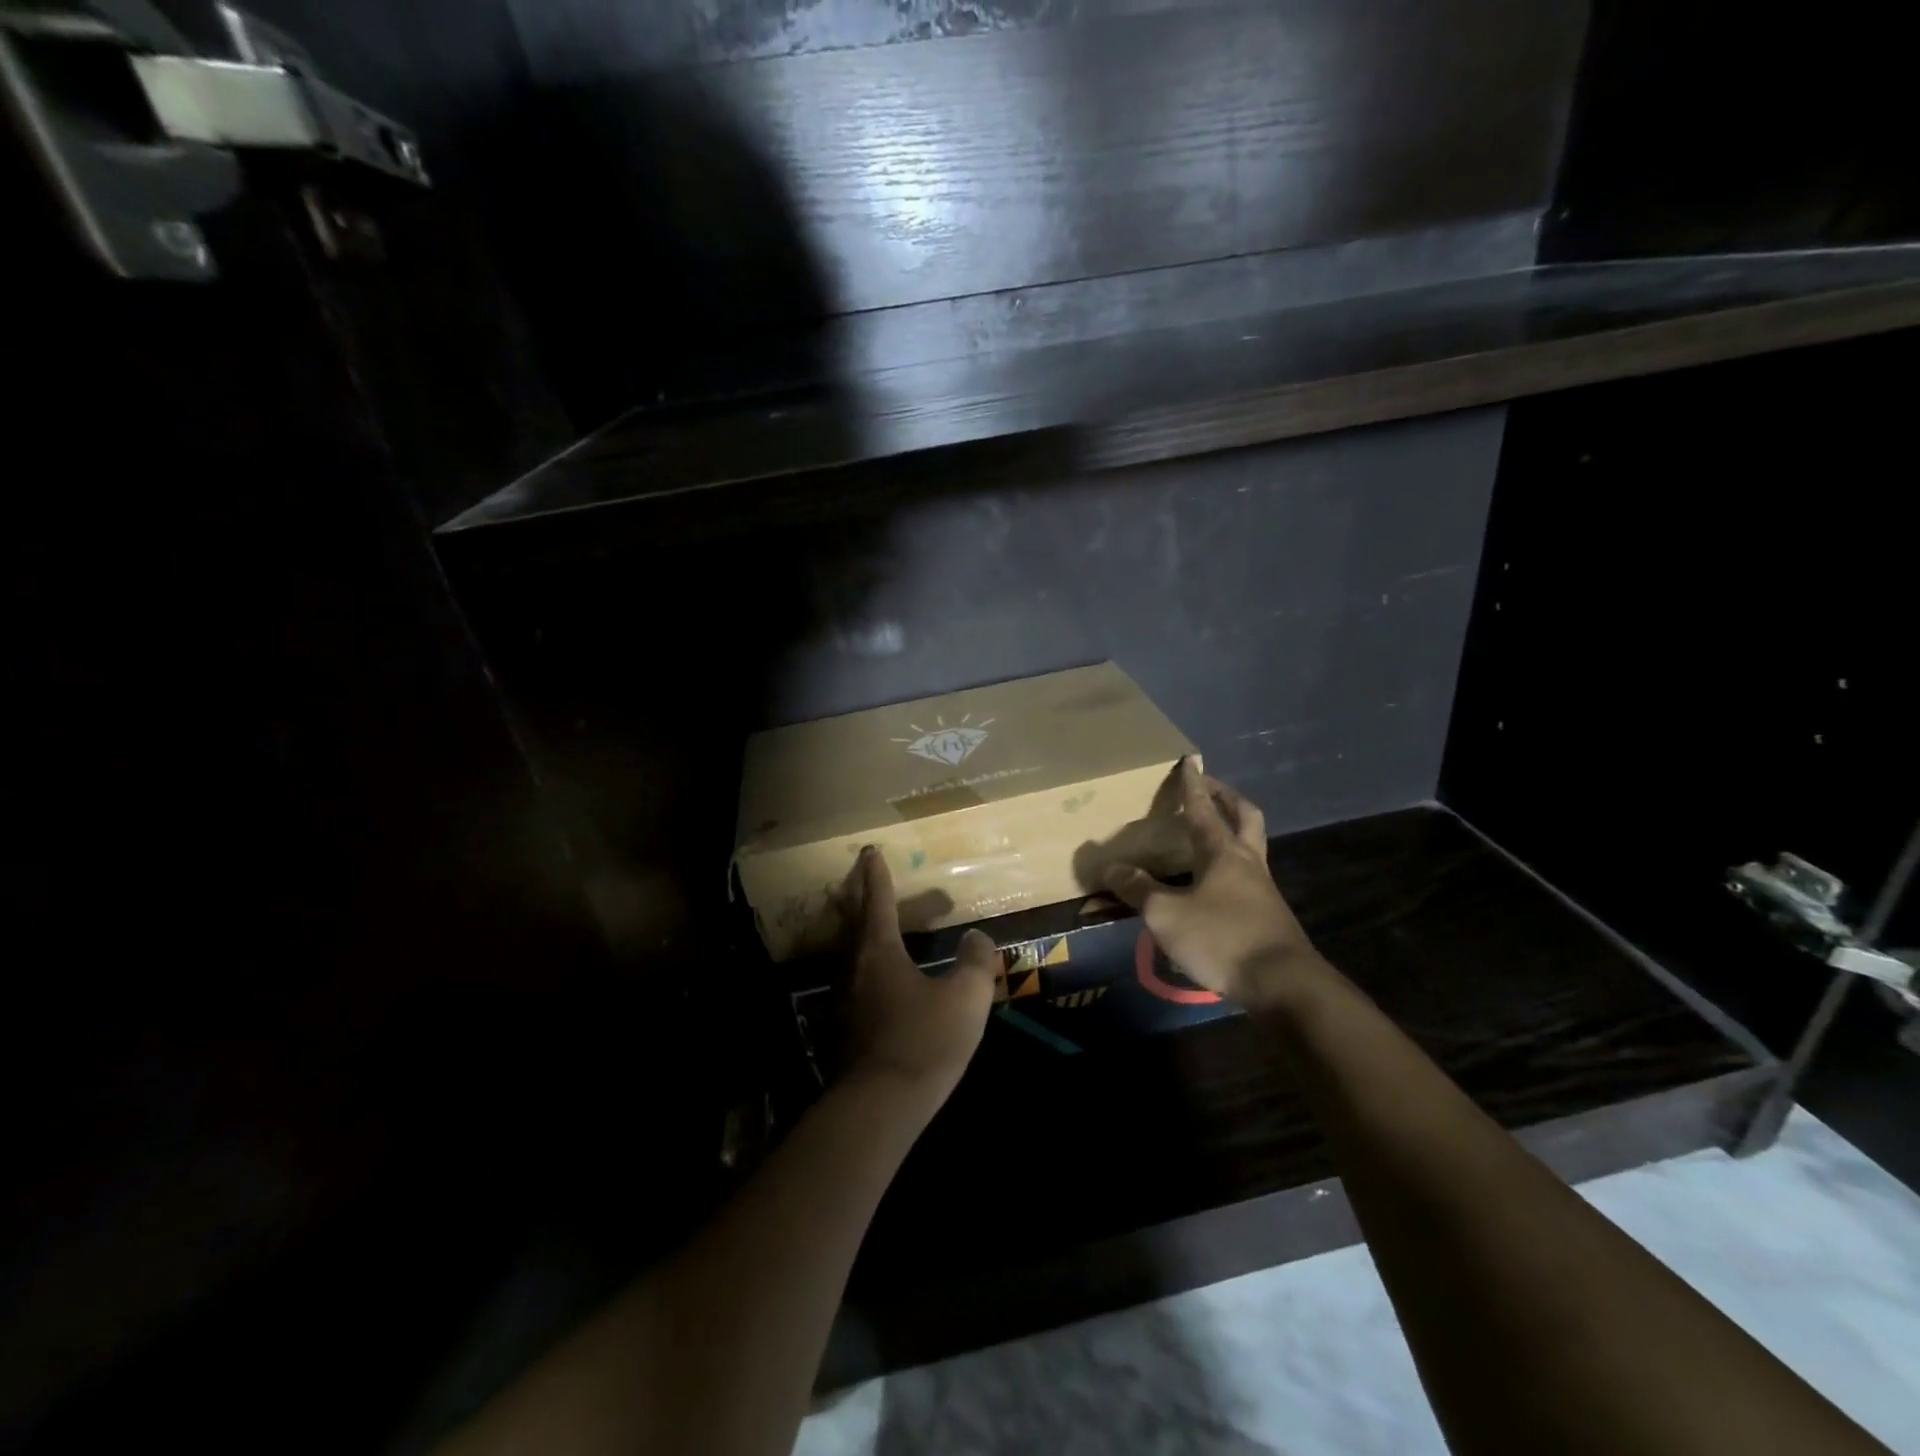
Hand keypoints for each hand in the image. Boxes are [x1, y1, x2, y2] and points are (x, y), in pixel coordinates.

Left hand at [838, 846, 996, 1108]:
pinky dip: (862, 963)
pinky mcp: (843, 1029)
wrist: (879, 1106)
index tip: (870, 852)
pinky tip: (875, 980)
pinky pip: (853, 980)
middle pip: (853, 922)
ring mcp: (844, 1000)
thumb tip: (977, 937)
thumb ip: (975, 962)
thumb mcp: (965, 998)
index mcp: (879, 951)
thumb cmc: (924, 1041)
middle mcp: (855, 968)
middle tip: (858, 876)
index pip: (877, 901)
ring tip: (868, 922)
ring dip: (857, 930)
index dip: (876, 875)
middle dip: (857, 895)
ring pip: (849, 952)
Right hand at [1103, 759, 1322, 1008]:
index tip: (1189, 760)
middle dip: (1226, 798)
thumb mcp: (1167, 915)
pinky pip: (1248, 874)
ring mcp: (1262, 888)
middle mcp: (1247, 862)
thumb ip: (1138, 890)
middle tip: (1209, 788)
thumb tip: (1111, 867)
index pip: (1203, 808)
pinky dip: (1231, 864)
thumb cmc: (1222, 938)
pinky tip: (1213, 882)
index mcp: (1222, 852)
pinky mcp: (1267, 914)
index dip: (1192, 785)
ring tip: (1209, 831)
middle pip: (1244, 817)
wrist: (1283, 984)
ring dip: (1233, 829)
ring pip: (1250, 844)